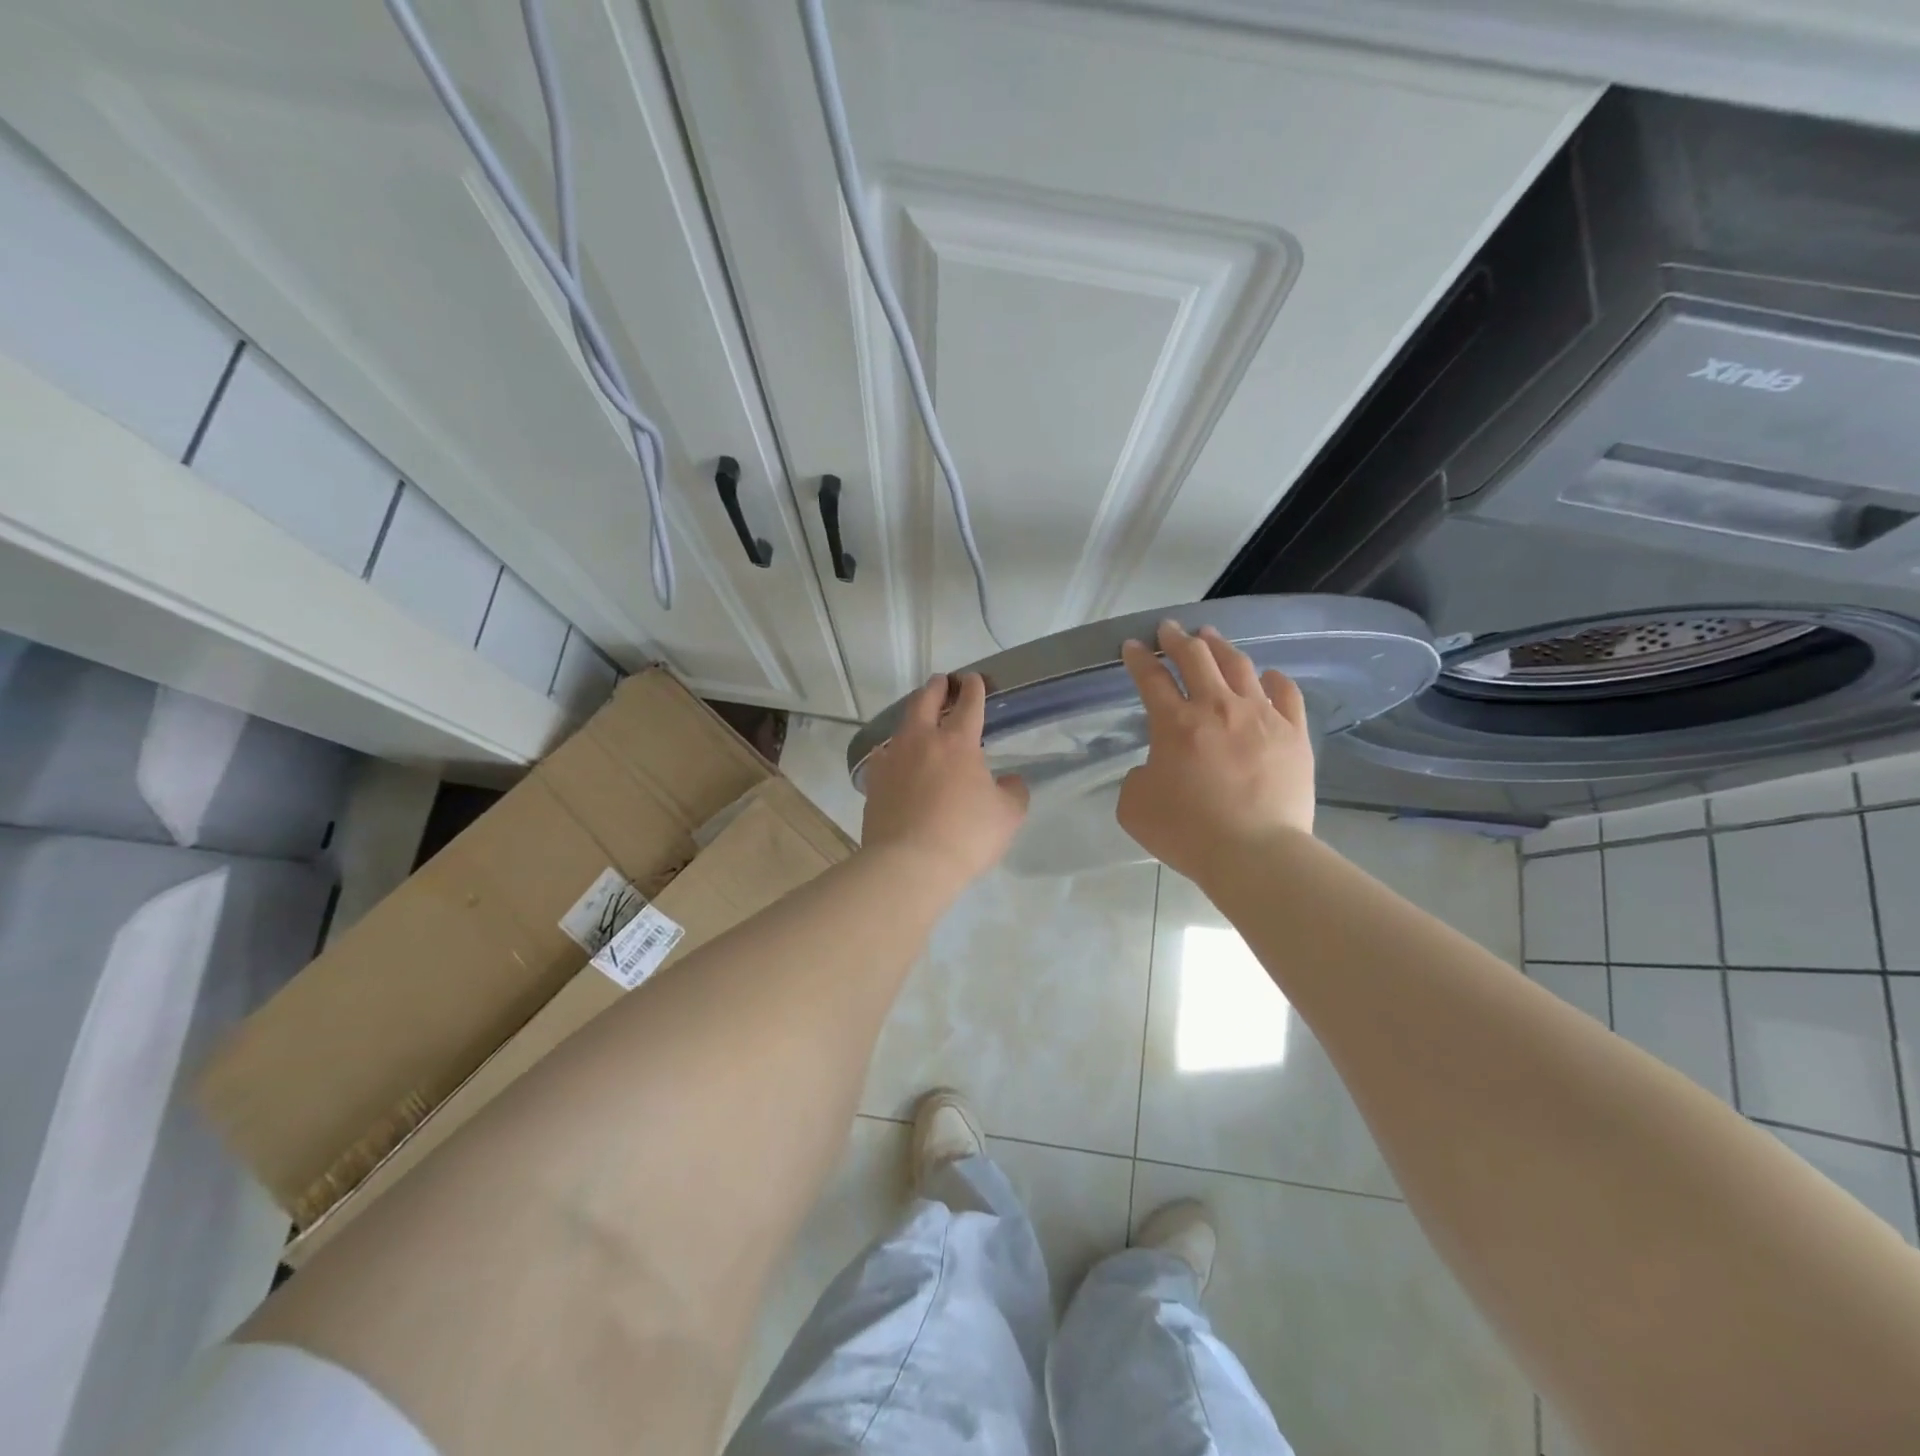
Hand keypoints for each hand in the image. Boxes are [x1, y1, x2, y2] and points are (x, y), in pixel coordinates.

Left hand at [861, 672, 1028, 884]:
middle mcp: (922, 741)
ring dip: (913, 715)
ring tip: (920, 720)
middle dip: (936, 688)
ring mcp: (893, 759)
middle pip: (925, 701)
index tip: (974, 680)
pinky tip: (897, 759)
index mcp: (958, 742)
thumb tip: (1010, 781)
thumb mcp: (1007, 816)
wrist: (908, 864)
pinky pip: (884, 756)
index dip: (973, 688)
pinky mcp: (874, 782)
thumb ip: (1013, 792)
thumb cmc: (965, 836)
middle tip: (942, 683)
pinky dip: (894, 750)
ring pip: (901, 725)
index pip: (968, 703)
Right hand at [1117, 620, 1314, 878]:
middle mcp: (1216, 708)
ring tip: (1211, 636)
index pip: (1150, 678)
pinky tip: (1268, 675)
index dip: (1138, 659)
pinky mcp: (1293, 734)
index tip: (1132, 645)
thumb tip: (1154, 768)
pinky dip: (1274, 680)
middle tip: (1169, 629)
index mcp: (1174, 723)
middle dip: (1177, 639)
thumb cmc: (1187, 832)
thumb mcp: (1134, 806)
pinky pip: (1286, 694)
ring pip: (1239, 666)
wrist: (1255, 853)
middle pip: (1195, 658)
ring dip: (1220, 647)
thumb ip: (1137, 778)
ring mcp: (1260, 717)